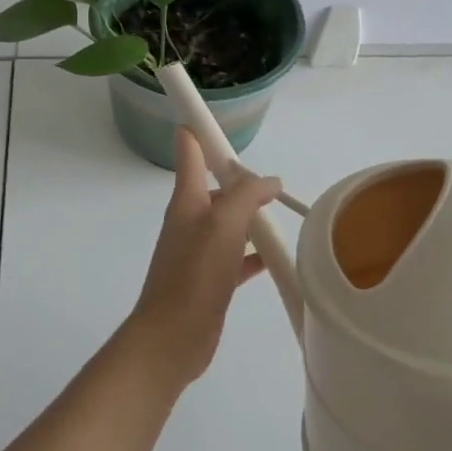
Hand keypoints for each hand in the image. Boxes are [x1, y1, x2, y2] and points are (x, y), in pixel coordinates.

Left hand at [124, 128, 282, 386]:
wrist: (171, 338)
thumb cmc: (195, 274)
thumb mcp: (225, 224)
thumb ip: (248, 195)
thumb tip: (269, 181)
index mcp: (187, 200)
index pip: (189, 151)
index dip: (198, 128)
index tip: (213, 112)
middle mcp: (191, 221)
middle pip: (215, 187)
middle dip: (240, 178)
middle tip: (272, 182)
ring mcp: (199, 252)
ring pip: (229, 222)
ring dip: (250, 216)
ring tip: (280, 214)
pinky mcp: (210, 280)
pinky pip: (236, 257)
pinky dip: (254, 252)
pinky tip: (274, 257)